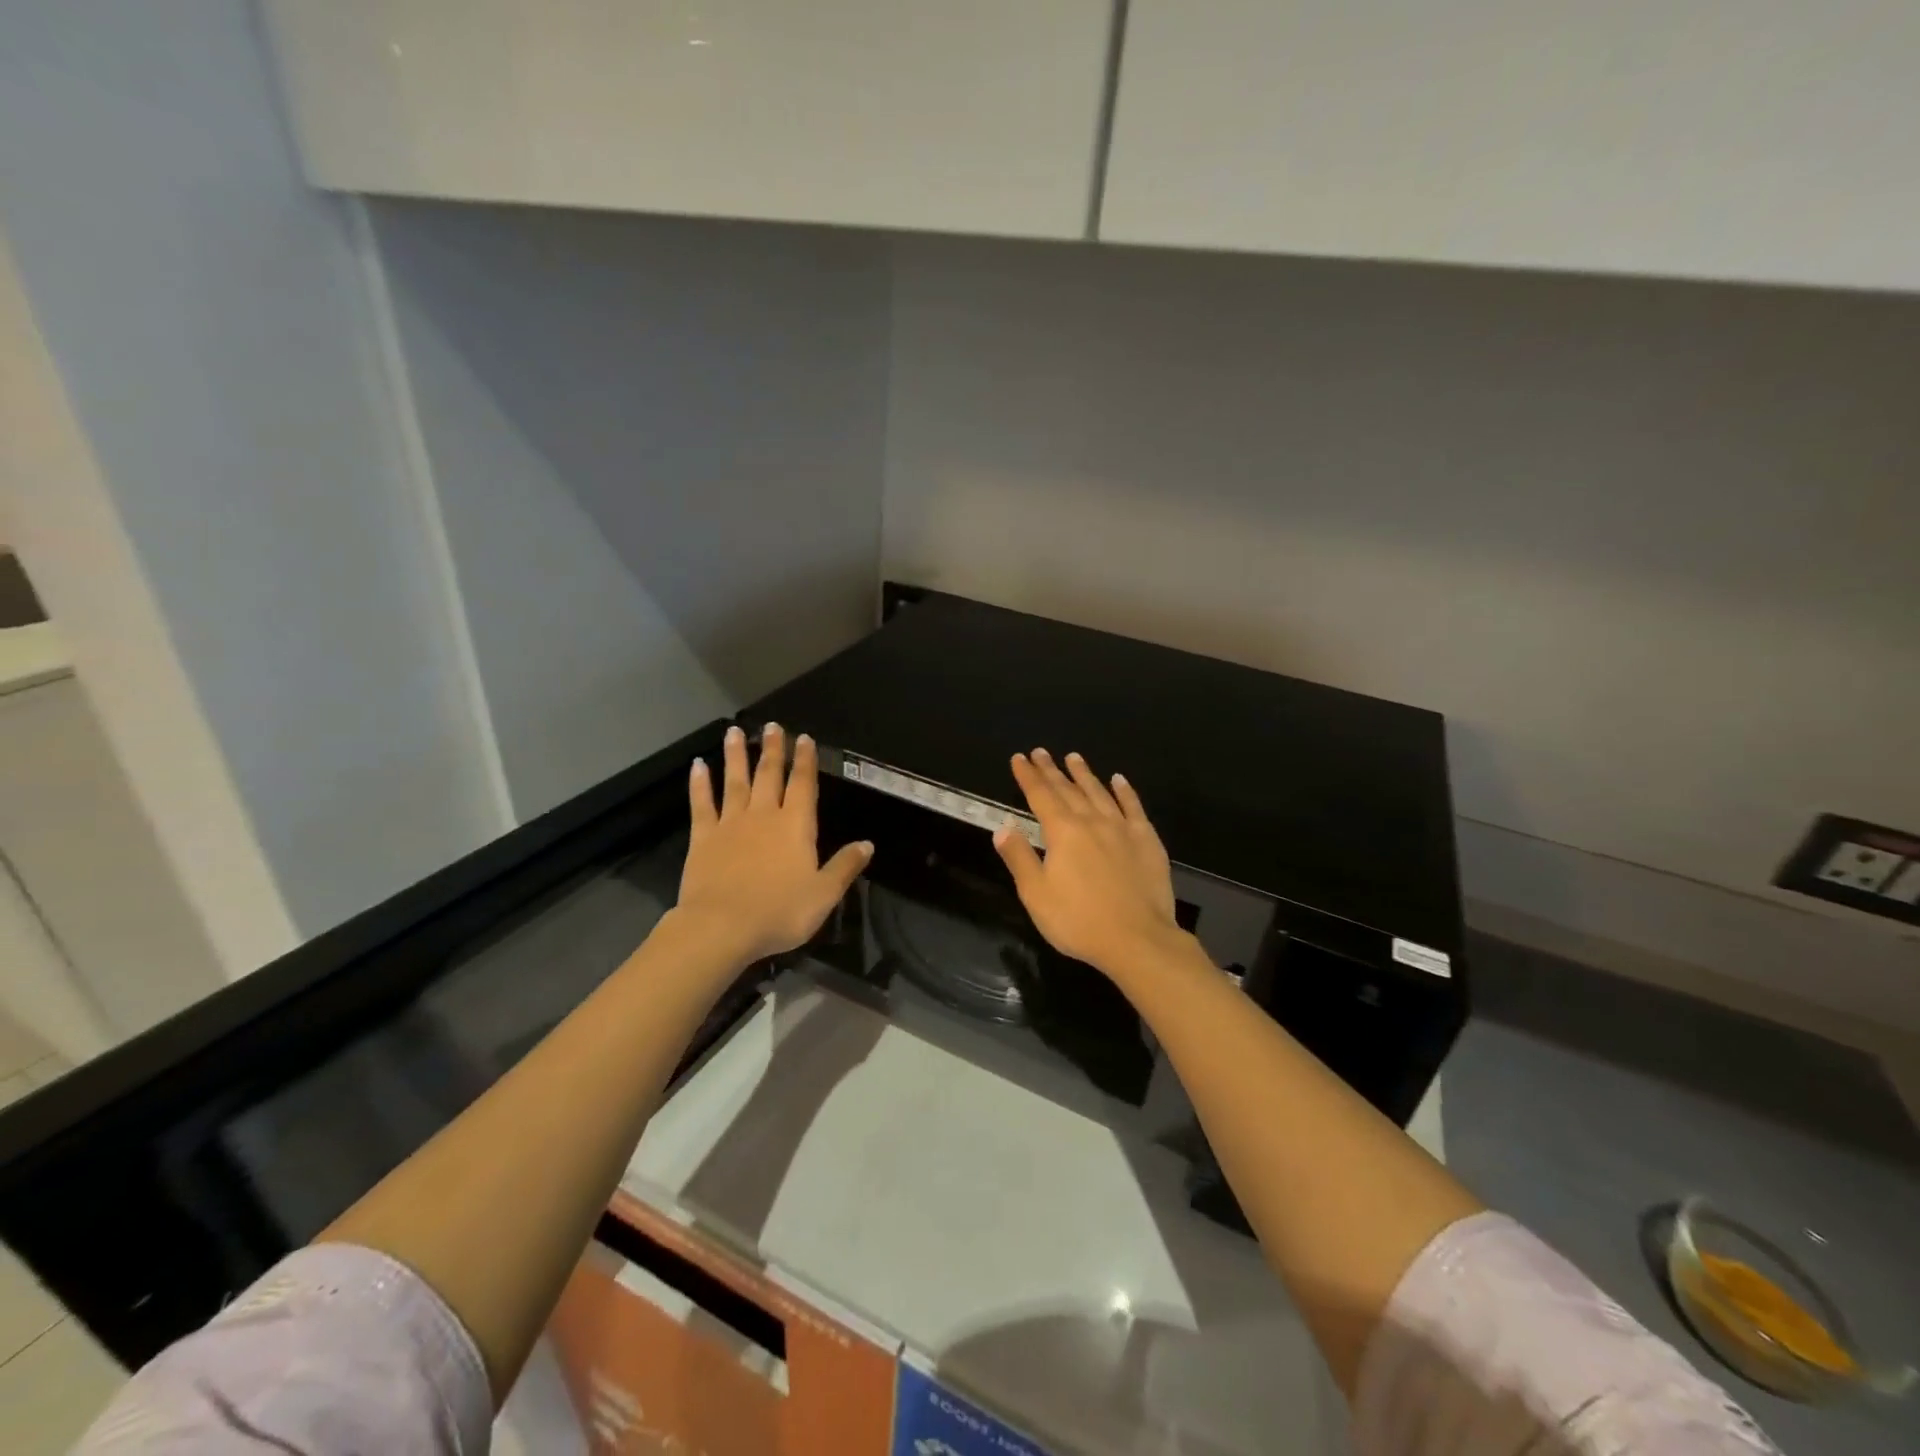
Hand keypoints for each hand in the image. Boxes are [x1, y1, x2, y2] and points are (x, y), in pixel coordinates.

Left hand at [675, 724, 871, 965]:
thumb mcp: (824, 894)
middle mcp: (764, 815)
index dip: (805, 760)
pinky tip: (698, 765)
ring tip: (735, 731)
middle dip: (773, 749)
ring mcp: (730, 824)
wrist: (721, 927)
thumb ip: (845, 866)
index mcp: (796, 826)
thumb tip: (867, 844)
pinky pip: (702, 804)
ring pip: (735, 781)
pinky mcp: (703, 837)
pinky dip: (700, 783)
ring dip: (737, 755)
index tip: (804, 738)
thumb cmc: (779, 912)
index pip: (803, 785)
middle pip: (770, 775)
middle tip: (772, 726)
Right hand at [992, 748, 1186, 979]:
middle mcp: (1092, 822)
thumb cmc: (1078, 921)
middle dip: (1051, 770)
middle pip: (1068, 789)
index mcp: (1062, 832)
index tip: (1019, 758)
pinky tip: (1119, 781)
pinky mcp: (1147, 841)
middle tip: (1040, 752)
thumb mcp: (1036, 894)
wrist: (1137, 939)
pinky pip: (1133, 808)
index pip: (1040, 796)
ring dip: (1084, 774)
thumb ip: (1019, 857)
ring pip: (1100, 793)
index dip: (1028, 776)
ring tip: (1074, 757)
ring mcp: (1122, 829)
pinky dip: (1125, 792)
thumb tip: (1003, 828)